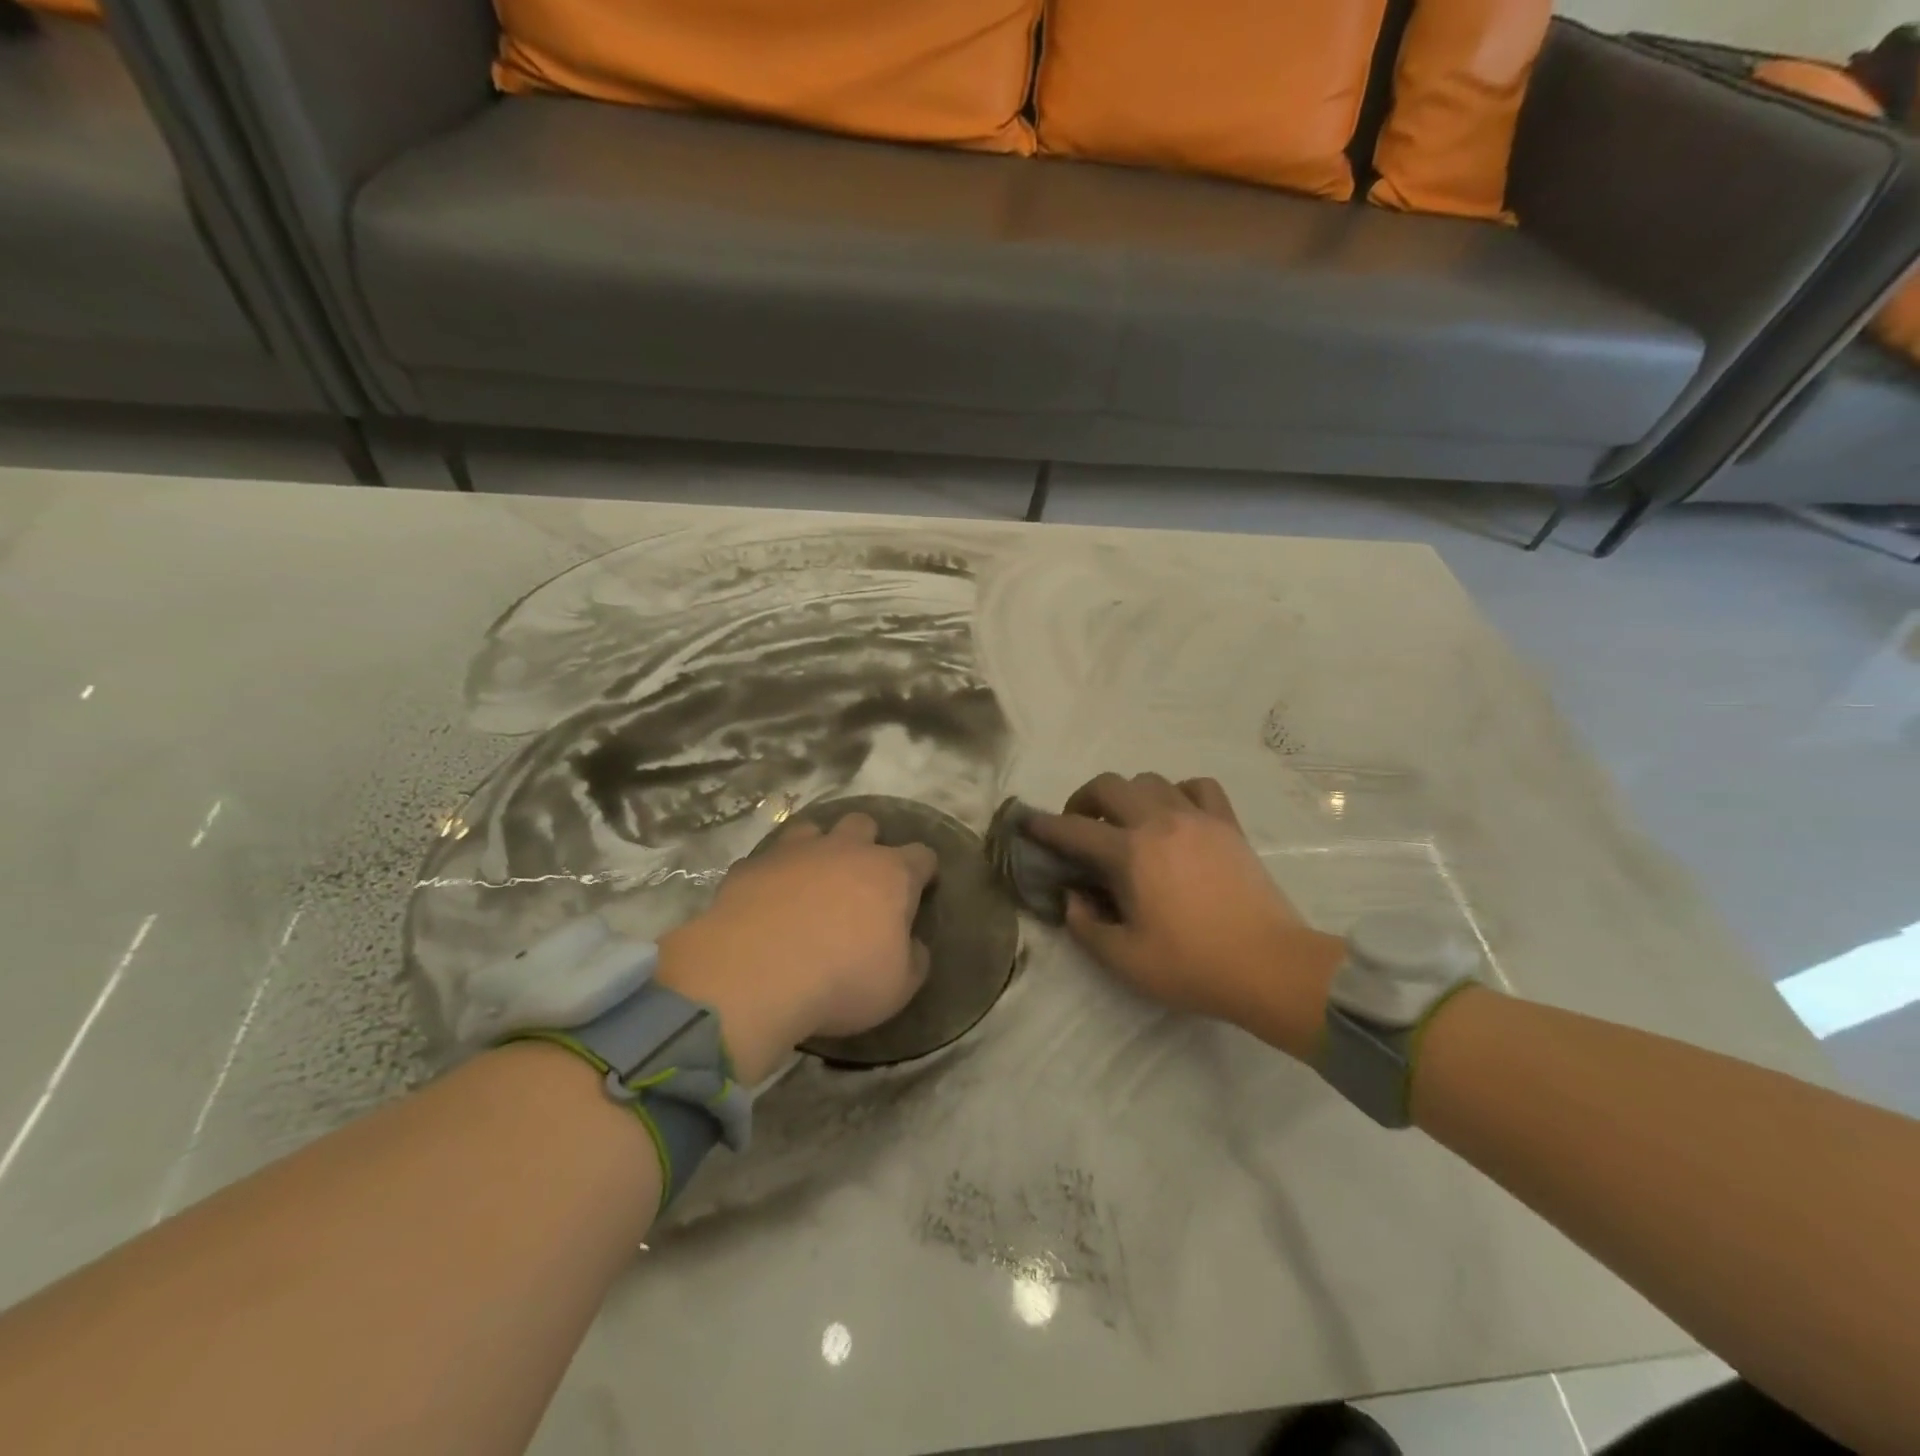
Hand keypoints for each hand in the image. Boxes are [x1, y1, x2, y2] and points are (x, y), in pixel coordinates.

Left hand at [655, 812, 935, 1083]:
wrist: (757, 973)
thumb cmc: (842, 980)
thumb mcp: (899, 986)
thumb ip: (913, 959)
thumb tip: (912, 945)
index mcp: (891, 874)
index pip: (922, 856)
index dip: (924, 871)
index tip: (922, 888)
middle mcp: (846, 849)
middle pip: (864, 824)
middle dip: (867, 843)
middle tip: (860, 879)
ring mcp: (795, 851)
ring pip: (813, 829)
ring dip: (817, 848)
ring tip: (811, 879)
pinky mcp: (752, 865)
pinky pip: (766, 860)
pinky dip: (772, 875)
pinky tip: (766, 900)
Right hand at [1030, 773, 1345, 1059]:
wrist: (1269, 966)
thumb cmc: (1192, 966)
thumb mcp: (1124, 959)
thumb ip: (1086, 925)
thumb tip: (1073, 897)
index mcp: (1130, 853)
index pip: (1074, 829)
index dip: (1044, 825)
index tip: (1027, 822)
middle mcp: (1159, 822)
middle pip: (1110, 785)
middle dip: (1084, 799)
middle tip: (1080, 825)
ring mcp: (1198, 818)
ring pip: (1151, 779)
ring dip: (1129, 794)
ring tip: (1127, 821)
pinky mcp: (1228, 825)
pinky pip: (1198, 787)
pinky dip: (1179, 792)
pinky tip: (1177, 814)